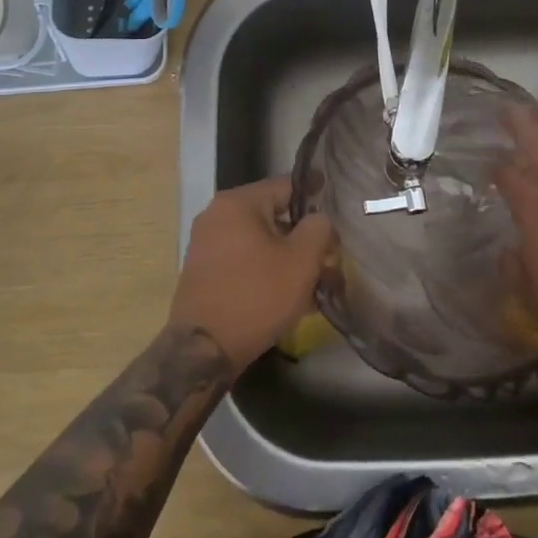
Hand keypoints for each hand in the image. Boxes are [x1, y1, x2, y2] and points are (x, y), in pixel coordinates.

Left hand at [171, 176, 335, 370]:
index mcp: (237, 203)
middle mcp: (216, 215)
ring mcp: (206, 244)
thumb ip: (318, 228)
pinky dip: (267, 268)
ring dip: (287, 254)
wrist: (203, 351)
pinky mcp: (204, 272)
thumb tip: (318, 220)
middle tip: (329, 250)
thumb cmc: (256, 296)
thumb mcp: (301, 260)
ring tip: (315, 277)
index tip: (335, 198)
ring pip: (259, 240)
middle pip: (272, 214)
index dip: (314, 192)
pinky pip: (244, 259)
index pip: (285, 186)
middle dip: (303, 233)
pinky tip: (289, 292)